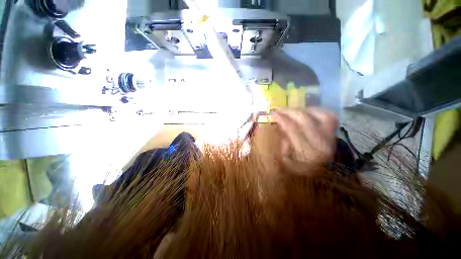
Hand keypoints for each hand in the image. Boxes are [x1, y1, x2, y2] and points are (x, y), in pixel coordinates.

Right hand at [271, 108, 337, 175]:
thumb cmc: (303, 170)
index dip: (282, 119)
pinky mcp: (334, 132)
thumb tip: (281, 128)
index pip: (292, 129)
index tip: (273, 113)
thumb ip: (283, 145)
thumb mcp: (288, 162)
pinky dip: (316, 111)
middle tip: (280, 110)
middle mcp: (320, 142)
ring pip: (318, 114)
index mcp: (307, 152)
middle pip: (304, 119)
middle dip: (289, 111)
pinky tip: (307, 112)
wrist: (325, 176)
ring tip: (292, 111)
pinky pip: (328, 115)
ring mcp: (330, 136)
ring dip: (302, 110)